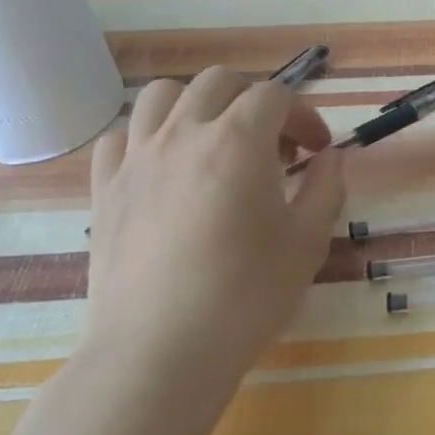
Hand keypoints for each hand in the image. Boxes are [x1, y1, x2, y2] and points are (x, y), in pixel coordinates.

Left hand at [84, 68, 344, 392]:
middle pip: (219, 82)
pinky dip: (149, 137)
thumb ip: (326, 188)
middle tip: (274, 146)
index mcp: (238, 141)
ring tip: (216, 144)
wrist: (160, 352)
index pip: (275, 96)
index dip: (304, 116)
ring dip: (199, 106)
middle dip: (255, 101)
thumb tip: (330, 159)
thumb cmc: (246, 295)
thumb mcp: (308, 241)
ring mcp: (136, 158)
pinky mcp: (104, 189)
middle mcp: (183, 134)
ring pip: (163, 96)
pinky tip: (166, 168)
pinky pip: (121, 136)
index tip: (317, 151)